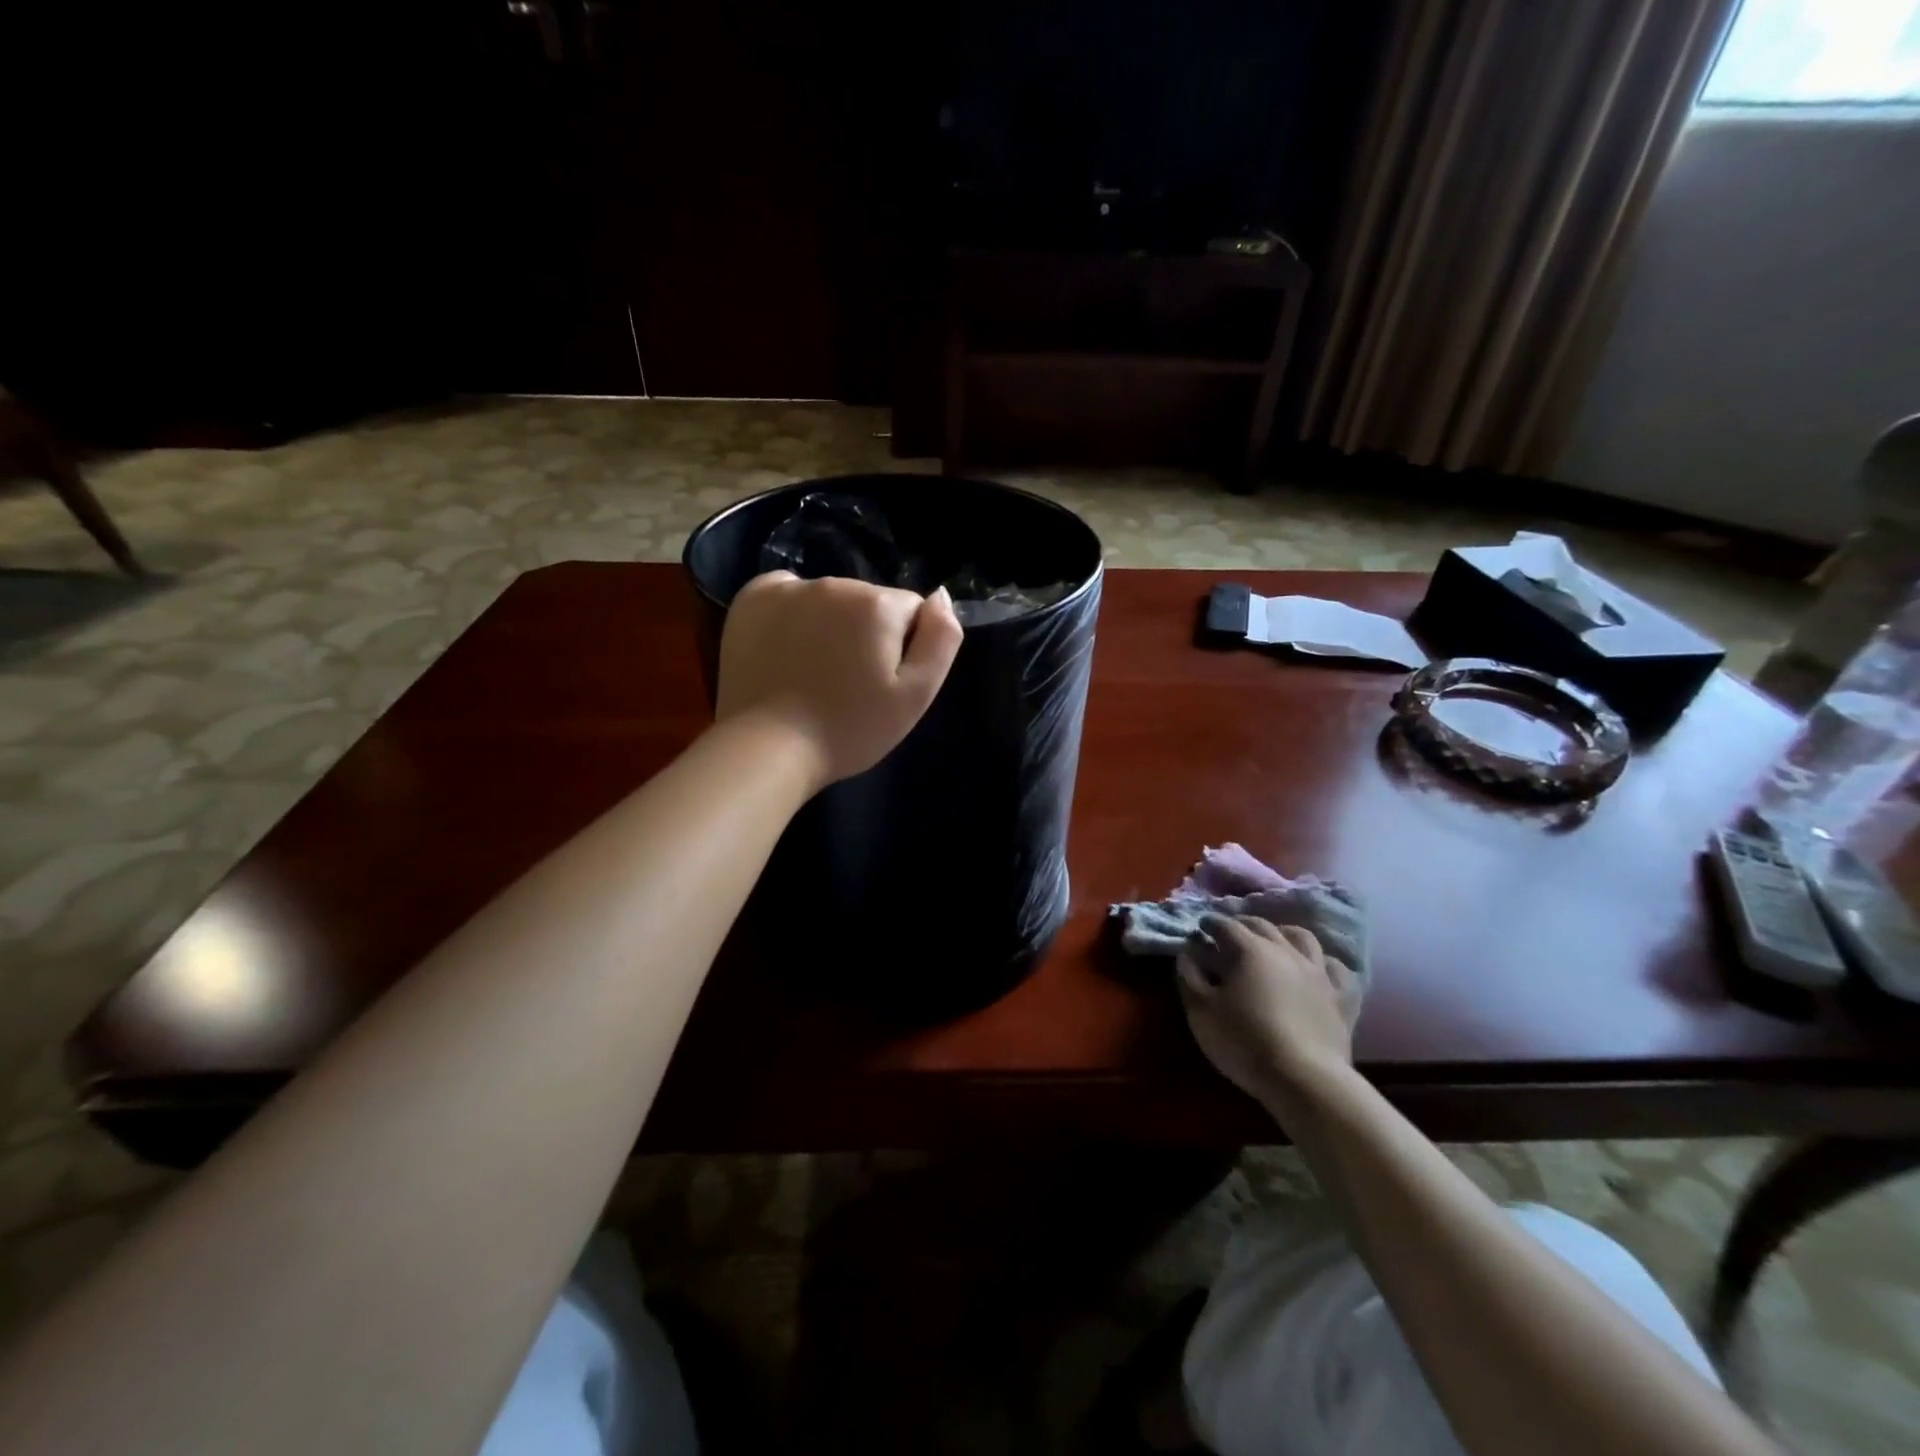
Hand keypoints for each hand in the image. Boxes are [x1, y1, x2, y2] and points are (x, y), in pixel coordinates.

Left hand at [715, 571, 963, 788]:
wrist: (768, 749)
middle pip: (870, 602)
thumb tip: (941, 595)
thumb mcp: (915, 696)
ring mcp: (788, 588)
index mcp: (878, 604)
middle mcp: (834, 583)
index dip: (905, 647)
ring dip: (831, 625)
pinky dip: (793, 614)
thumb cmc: (850, 729)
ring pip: (830, 600)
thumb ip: (941, 639)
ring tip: (816, 673)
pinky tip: (787, 650)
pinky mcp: (751, 599)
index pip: (911, 611)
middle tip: (850, 683)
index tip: (883, 681)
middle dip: (867, 634)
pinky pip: (788, 594)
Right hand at [1177, 913, 1356, 1125]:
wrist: (1304, 1079)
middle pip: (1263, 926)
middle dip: (1243, 924)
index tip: (1201, 927)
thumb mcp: (1201, 1011)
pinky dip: (1323, 963)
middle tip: (1230, 931)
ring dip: (1284, 933)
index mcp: (1250, 950)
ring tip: (1274, 941)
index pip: (1227, 926)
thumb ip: (1189, 976)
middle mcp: (1286, 951)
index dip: (1211, 923)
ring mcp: (1318, 973)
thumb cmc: (1244, 1041)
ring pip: (1303, 938)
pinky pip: (1337, 969)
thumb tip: (1188, 952)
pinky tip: (1317, 969)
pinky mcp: (1340, 997)